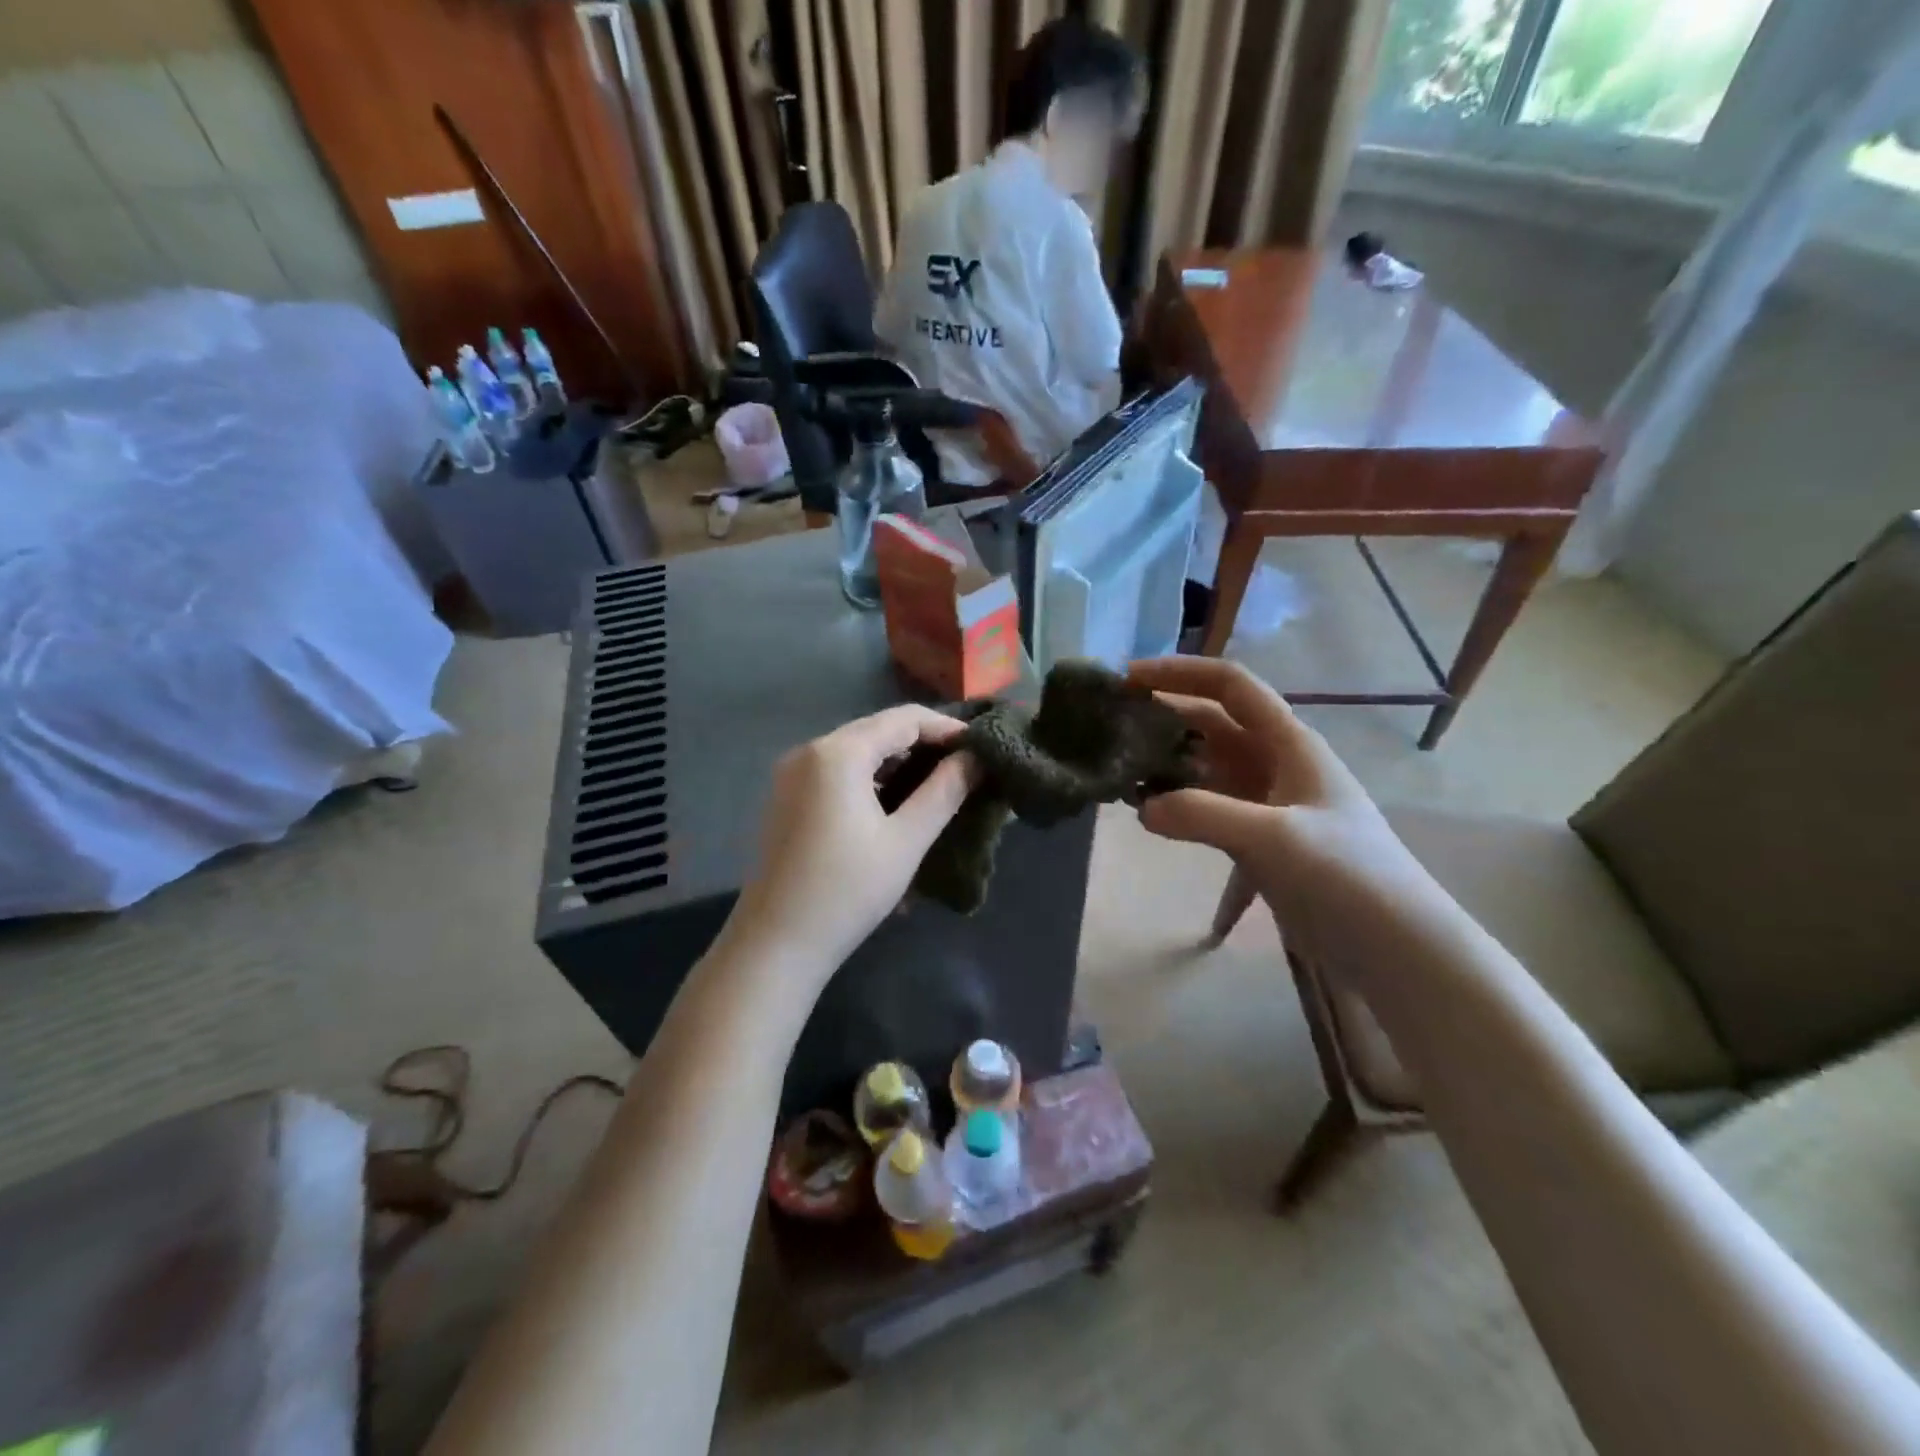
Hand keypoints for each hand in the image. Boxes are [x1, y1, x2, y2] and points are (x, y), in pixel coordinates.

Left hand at [724, 705, 976, 989]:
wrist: (776, 944)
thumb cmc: (847, 891)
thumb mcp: (906, 841)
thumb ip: (944, 791)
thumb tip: (976, 758)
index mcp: (838, 752)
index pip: (904, 719)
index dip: (947, 728)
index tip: (981, 749)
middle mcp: (810, 750)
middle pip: (877, 730)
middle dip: (923, 744)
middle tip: (964, 768)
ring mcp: (792, 773)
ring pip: (856, 751)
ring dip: (897, 761)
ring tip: (936, 785)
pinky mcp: (786, 797)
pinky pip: (836, 771)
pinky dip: (869, 778)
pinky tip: (893, 802)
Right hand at [1126, 657, 1430, 921]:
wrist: (1398, 950)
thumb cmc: (1347, 878)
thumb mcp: (1274, 838)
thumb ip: (1203, 815)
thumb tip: (1142, 807)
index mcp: (1289, 744)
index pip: (1229, 686)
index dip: (1179, 673)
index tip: (1127, 680)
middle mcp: (1276, 765)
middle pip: (1212, 726)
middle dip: (1164, 720)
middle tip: (1111, 731)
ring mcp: (1269, 806)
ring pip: (1208, 771)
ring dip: (1168, 770)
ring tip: (1121, 779)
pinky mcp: (1263, 845)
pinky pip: (1211, 817)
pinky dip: (1184, 820)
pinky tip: (1153, 833)